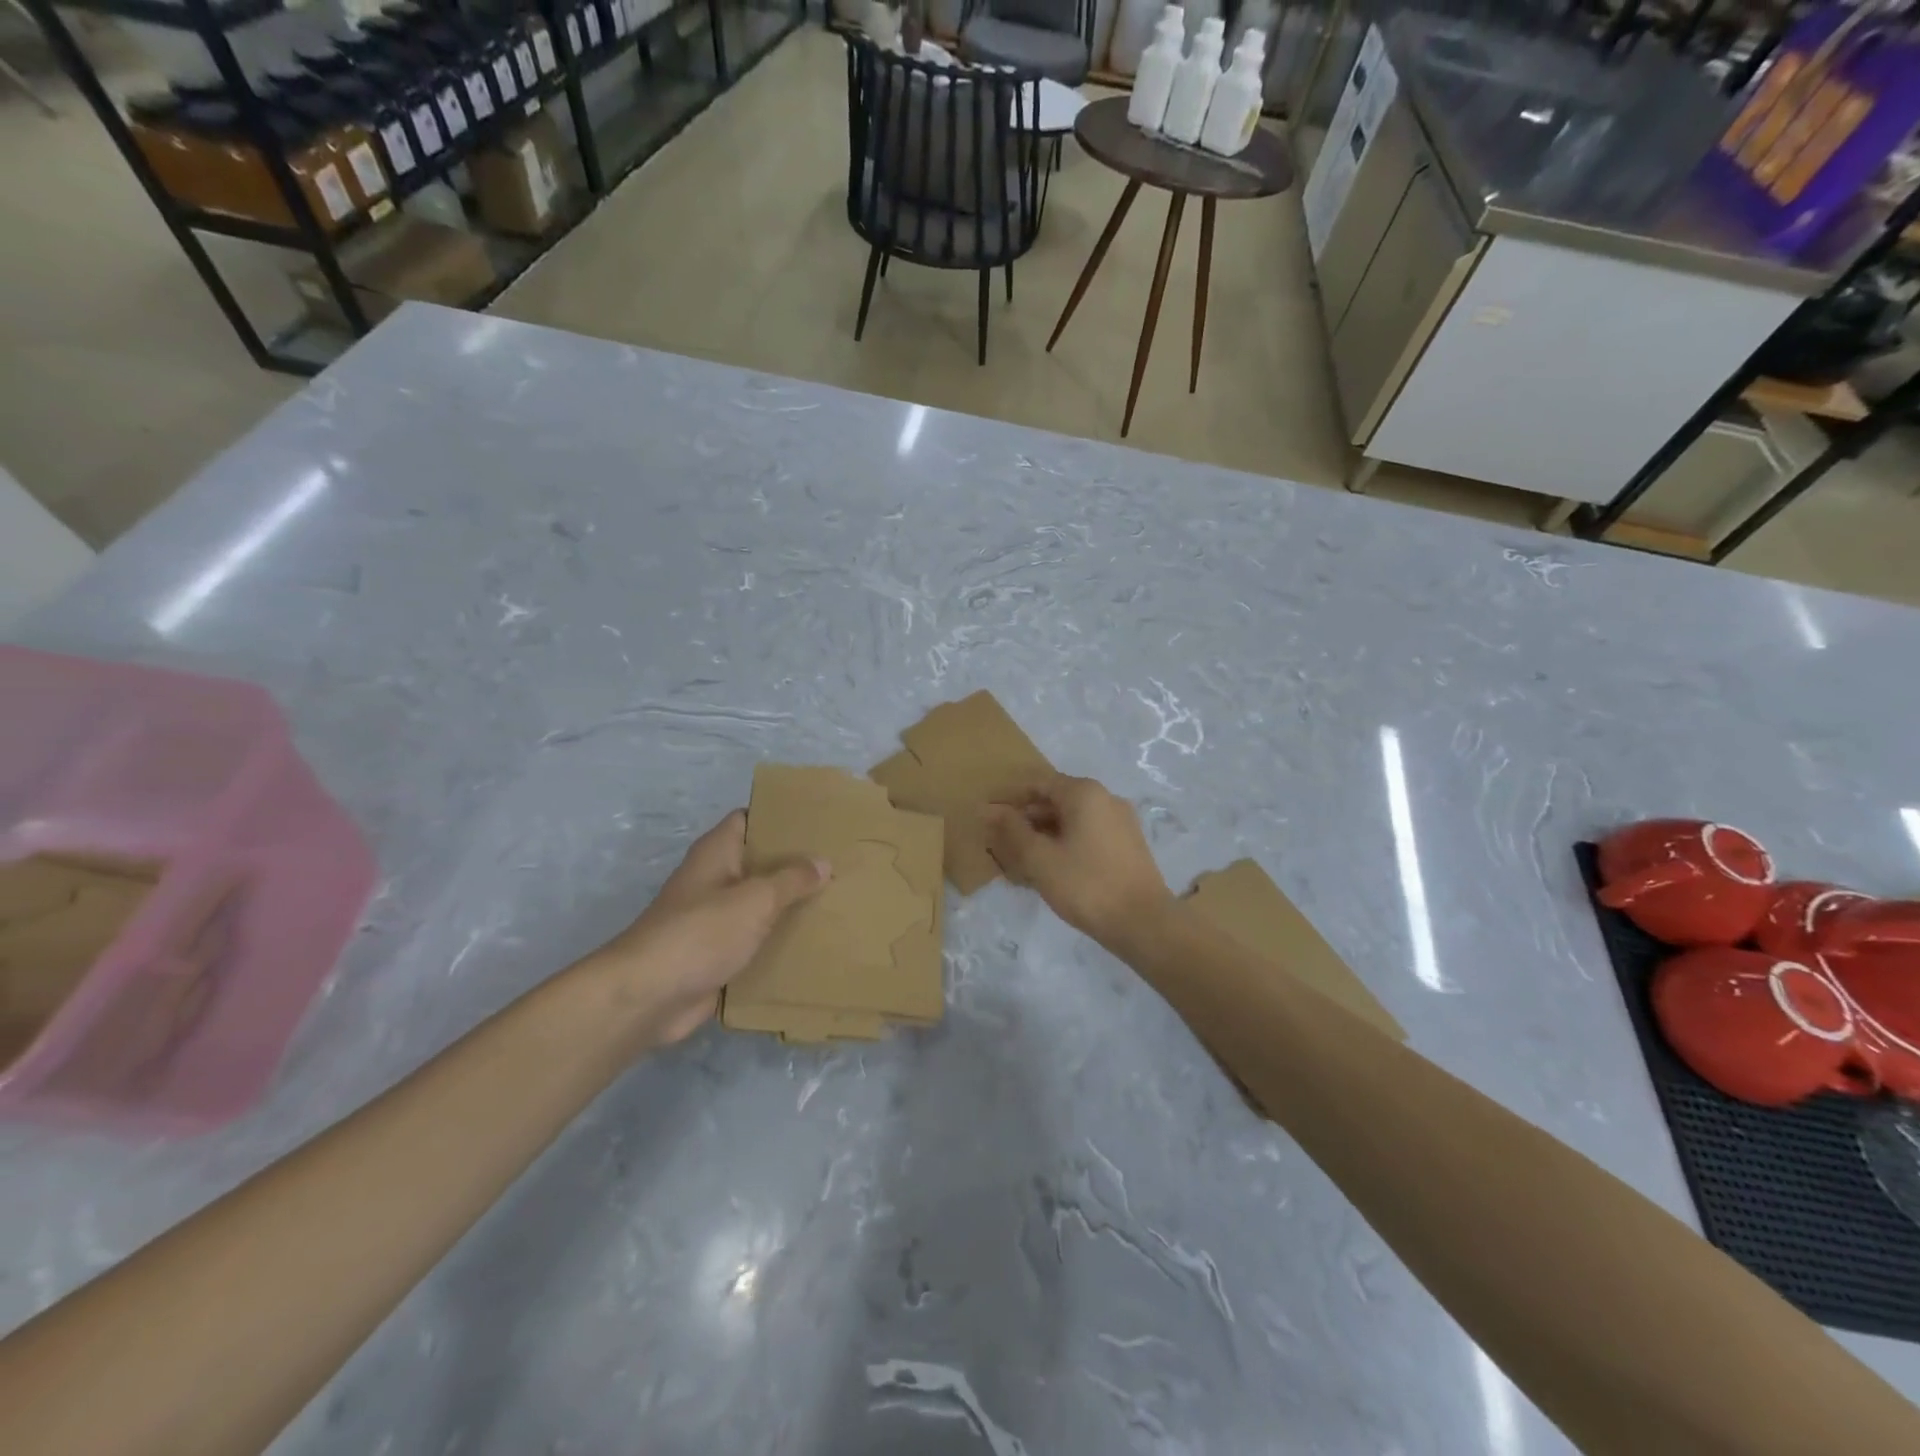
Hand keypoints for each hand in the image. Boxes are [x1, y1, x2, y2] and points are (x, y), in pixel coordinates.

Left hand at [585, 811, 827, 1046]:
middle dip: (795, 864)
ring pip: (760, 904)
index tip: (819, 821)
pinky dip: (778, 941)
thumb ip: (791, 880)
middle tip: (840, 862)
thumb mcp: (755, 899)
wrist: (649, 997)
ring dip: (790, 905)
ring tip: (837, 900)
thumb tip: (822, 862)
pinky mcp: (717, 954)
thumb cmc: (701, 932)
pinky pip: (755, 940)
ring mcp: (714, 919)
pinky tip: (814, 942)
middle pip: (759, 863)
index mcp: (716, 853)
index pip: (750, 819)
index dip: (780, 817)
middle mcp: (714, 880)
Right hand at [983, 774, 1172, 946]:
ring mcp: (1121, 821)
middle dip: (1027, 820)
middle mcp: (1106, 798)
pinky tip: (1052, 870)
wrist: (1144, 923)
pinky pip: (1088, 834)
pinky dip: (1066, 844)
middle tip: (1001, 845)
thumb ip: (1012, 830)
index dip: (1010, 800)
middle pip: (1056, 800)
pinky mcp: (1128, 844)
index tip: (989, 820)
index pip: (1038, 784)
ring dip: (1045, 835)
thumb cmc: (1086, 885)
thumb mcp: (1040, 858)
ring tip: (1022, 861)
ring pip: (1072, 820)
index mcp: (1084, 793)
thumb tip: (989, 809)